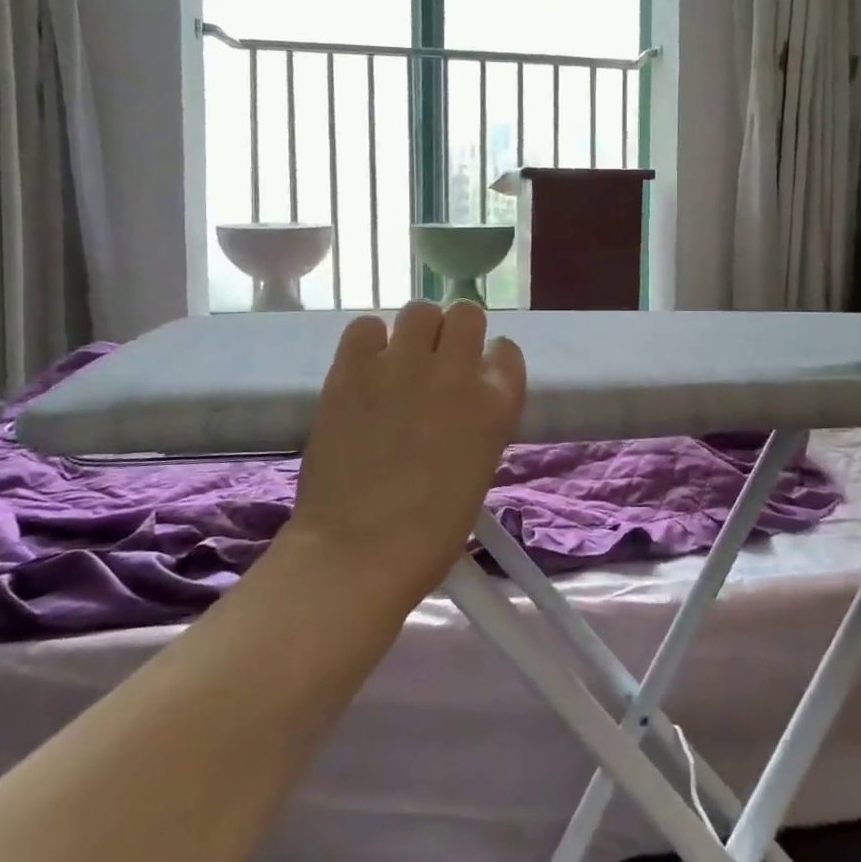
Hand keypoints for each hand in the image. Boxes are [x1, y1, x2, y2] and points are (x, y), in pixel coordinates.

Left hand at [287, 301, 526, 601]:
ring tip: (400, 359)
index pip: (506, 351)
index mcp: (496, 403)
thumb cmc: (431, 531)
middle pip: (465, 314)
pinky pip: (366, 326)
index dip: (490, 360)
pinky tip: (366, 367)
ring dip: (416, 331)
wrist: (359, 551)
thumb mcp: (479, 468)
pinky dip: (369, 341)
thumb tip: (459, 399)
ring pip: (419, 310)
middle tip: (437, 360)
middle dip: (455, 332)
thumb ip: (478, 420)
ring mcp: (402, 365)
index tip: (477, 375)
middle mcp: (456, 372)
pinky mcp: (353, 368)